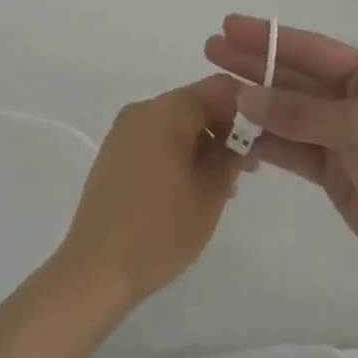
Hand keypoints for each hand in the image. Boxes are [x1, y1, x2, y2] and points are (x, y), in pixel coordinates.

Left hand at [56, 76, 247, 311]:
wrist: (95, 269)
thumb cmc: (160, 230)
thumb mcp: (210, 193)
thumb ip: (232, 155)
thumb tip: (244, 135)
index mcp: (166, 111)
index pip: (218, 88)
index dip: (246, 109)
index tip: (262, 140)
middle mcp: (142, 110)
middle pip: (196, 103)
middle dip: (225, 130)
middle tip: (246, 170)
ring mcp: (124, 131)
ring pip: (176, 123)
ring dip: (203, 144)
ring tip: (221, 187)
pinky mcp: (114, 153)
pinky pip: (156, 138)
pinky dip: (179, 153)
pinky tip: (190, 188)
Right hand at [205, 16, 357, 298]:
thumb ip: (299, 112)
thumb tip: (244, 97)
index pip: (310, 49)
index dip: (268, 37)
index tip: (229, 27)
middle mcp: (355, 100)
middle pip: (295, 77)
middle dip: (254, 64)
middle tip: (210, 51)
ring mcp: (343, 137)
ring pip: (289, 113)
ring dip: (255, 103)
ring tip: (214, 91)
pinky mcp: (335, 172)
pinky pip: (293, 147)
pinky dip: (266, 140)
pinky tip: (237, 132)